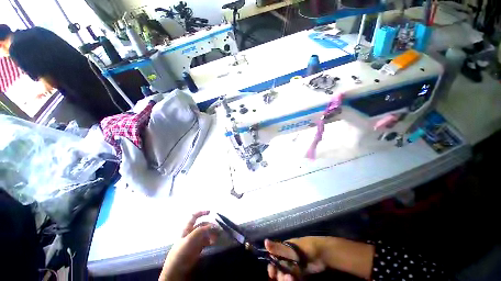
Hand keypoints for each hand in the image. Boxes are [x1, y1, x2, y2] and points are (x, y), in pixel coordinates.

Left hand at [159, 211, 218, 280]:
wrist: (177, 269)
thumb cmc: (181, 252)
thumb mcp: (189, 239)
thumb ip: (200, 230)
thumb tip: (212, 225)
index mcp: (187, 228)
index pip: (194, 217)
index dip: (201, 212)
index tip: (210, 212)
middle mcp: (192, 232)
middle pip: (202, 225)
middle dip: (210, 225)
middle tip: (218, 229)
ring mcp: (195, 240)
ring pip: (205, 233)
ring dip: (212, 233)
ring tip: (217, 237)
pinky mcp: (198, 248)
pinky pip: (206, 241)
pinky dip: (211, 240)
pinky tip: (214, 242)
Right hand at [265, 237, 326, 280]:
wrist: (321, 254)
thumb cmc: (304, 248)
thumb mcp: (289, 249)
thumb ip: (277, 248)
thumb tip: (265, 241)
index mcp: (283, 251)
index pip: (273, 260)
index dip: (272, 268)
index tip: (272, 274)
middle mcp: (287, 259)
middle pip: (279, 270)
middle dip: (280, 276)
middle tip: (286, 278)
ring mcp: (294, 267)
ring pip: (286, 276)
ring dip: (286, 280)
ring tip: (292, 279)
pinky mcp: (301, 274)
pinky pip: (294, 279)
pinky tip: (296, 280)